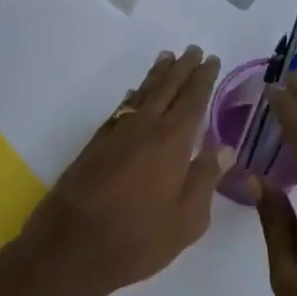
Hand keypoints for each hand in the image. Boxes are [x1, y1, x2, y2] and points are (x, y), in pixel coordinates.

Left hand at [28, 47, 230, 295]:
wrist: (72, 245)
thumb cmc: (138, 238)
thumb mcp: (187, 219)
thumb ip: (205, 178)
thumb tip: (224, 147)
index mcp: (171, 141)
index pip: (192, 99)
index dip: (203, 78)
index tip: (211, 59)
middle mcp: (144, 127)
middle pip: (166, 88)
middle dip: (182, 68)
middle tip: (192, 50)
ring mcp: (116, 133)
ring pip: (141, 93)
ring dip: (156, 74)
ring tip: (167, 58)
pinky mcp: (96, 144)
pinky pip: (121, 108)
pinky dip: (132, 95)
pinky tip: (134, 93)